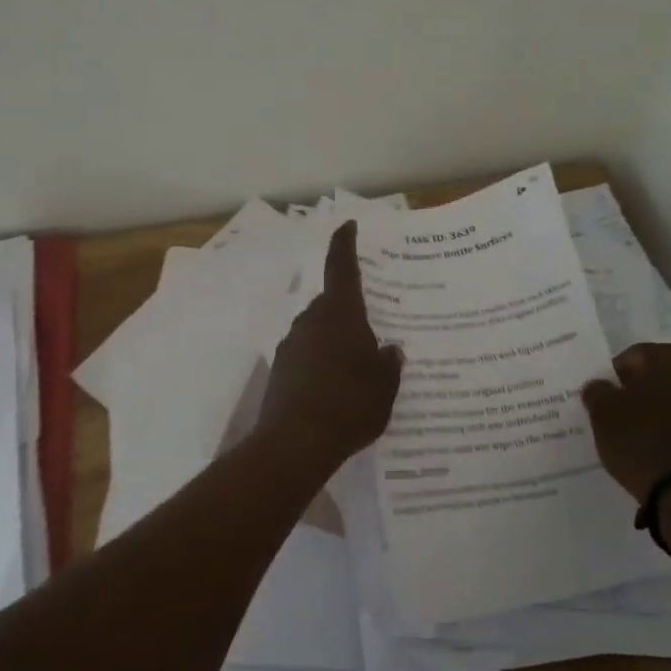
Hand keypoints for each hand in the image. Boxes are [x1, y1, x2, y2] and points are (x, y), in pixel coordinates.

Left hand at [256, 220, 403, 474]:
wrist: (294, 445)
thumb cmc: (349, 404)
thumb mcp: (384, 386)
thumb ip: (389, 364)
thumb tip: (389, 351)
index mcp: (340, 314)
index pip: (341, 266)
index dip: (345, 243)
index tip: (348, 225)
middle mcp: (311, 321)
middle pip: (332, 303)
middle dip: (350, 311)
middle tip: (374, 326)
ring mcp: (291, 345)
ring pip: (318, 330)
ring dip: (335, 339)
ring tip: (358, 365)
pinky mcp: (281, 371)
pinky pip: (308, 355)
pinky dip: (322, 362)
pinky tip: (336, 388)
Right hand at [581, 343, 670, 504]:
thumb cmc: (642, 441)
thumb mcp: (603, 413)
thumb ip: (597, 392)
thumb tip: (599, 386)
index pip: (635, 355)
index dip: (616, 376)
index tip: (605, 397)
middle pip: (663, 374)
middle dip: (643, 389)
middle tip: (623, 412)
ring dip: (665, 408)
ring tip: (644, 432)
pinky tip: (665, 448)